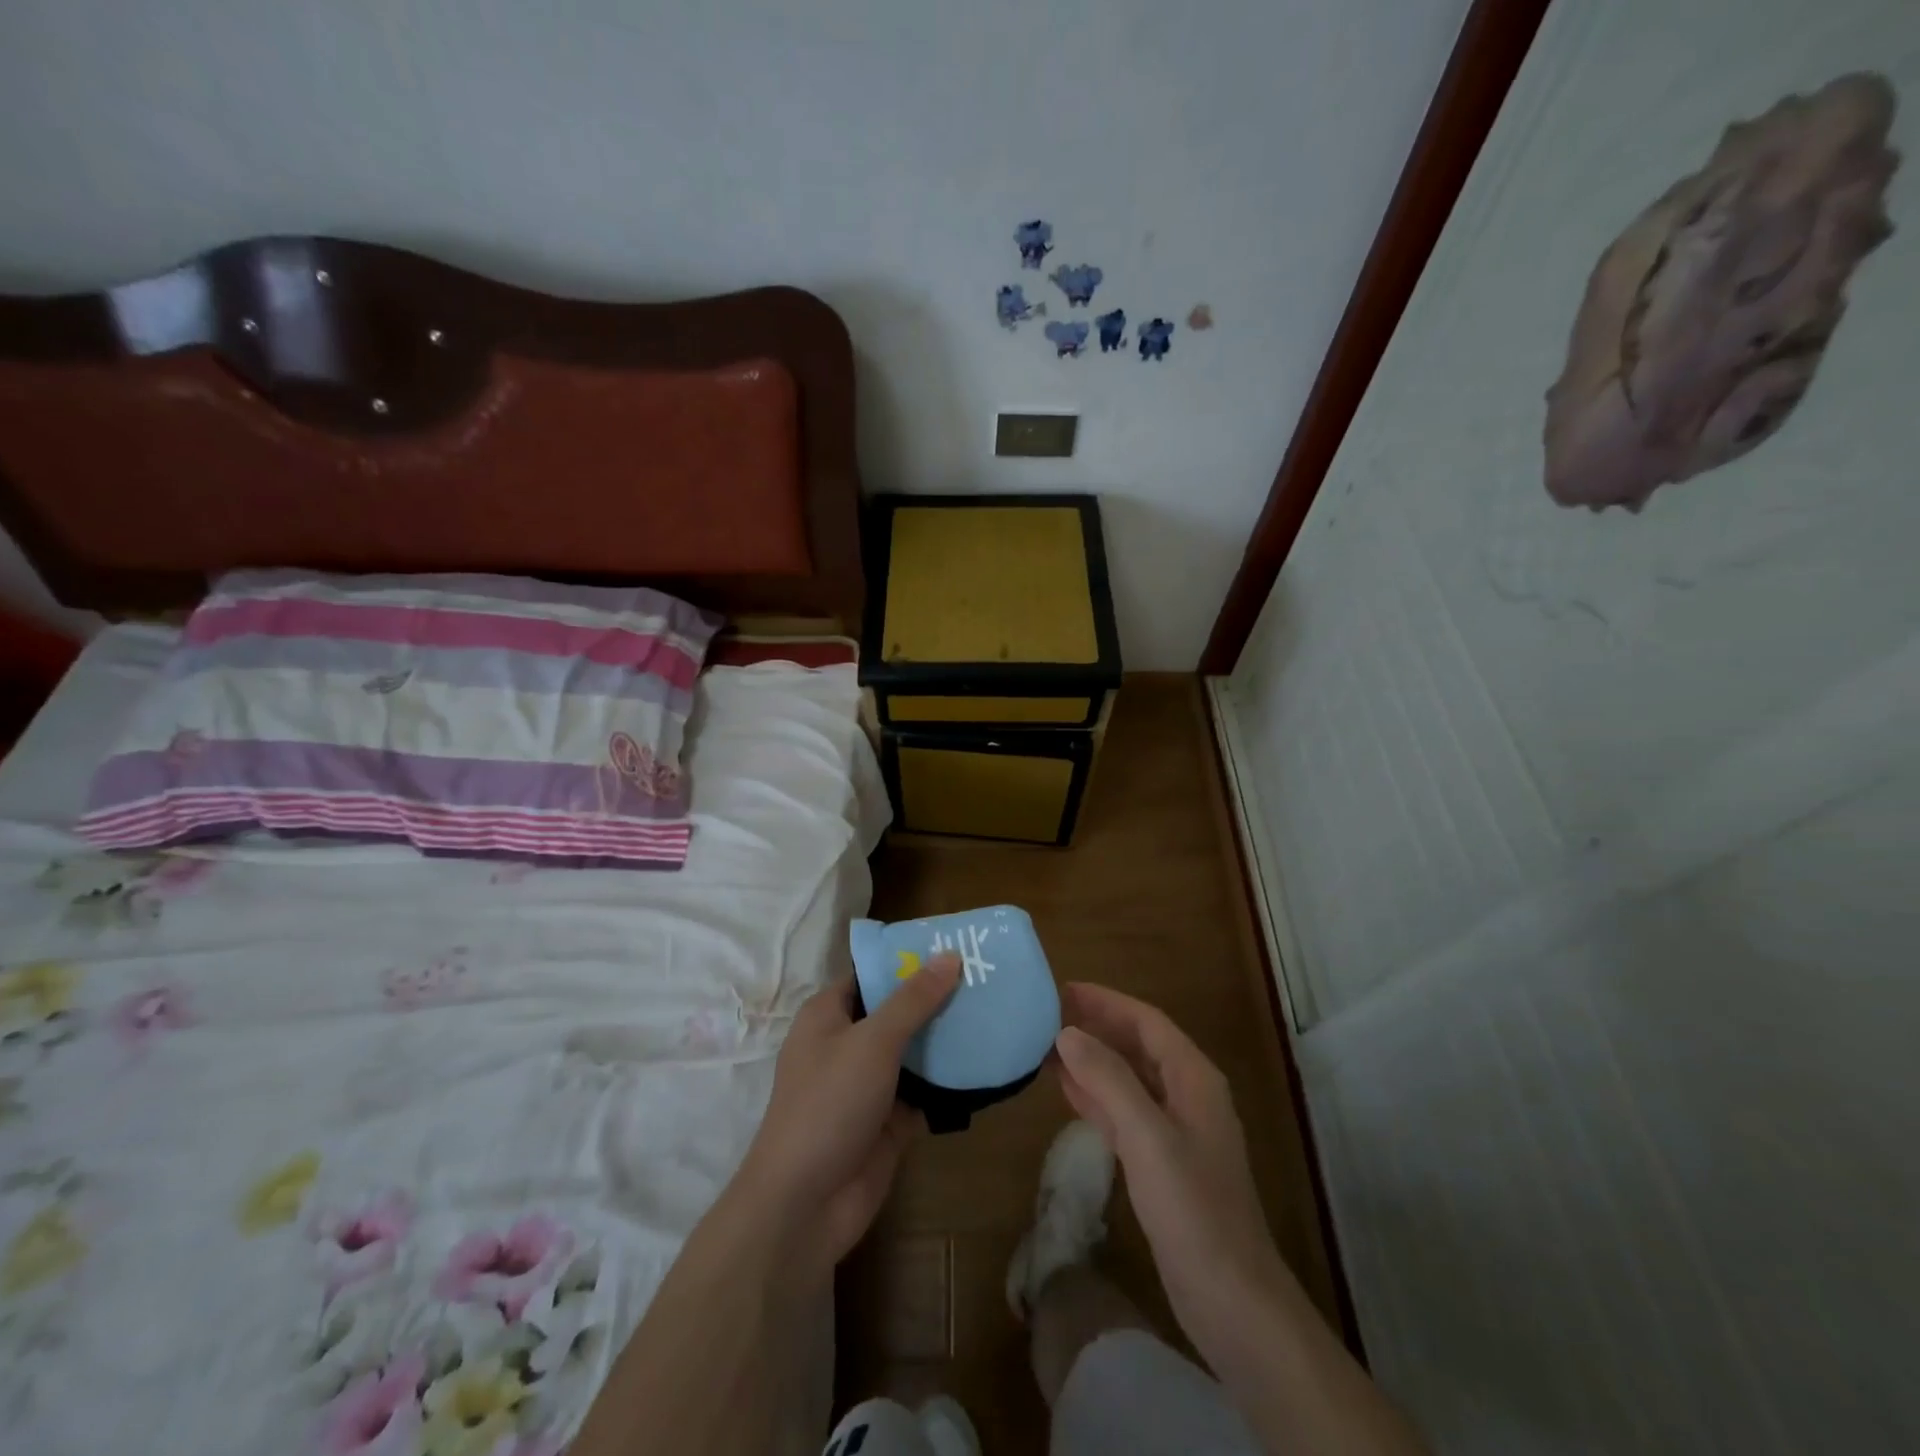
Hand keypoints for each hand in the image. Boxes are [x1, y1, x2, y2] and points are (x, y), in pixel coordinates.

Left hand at [735, 953, 961, 1280]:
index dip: (907, 960)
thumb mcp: (873, 1041)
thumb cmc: (829, 1104)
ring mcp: (868, 1084)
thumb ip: (913, 999)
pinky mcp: (888, 1121)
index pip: (871, 974)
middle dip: (936, 998)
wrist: (805, 1204)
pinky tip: (988, 1064)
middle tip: (986, 978)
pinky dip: (949, 1082)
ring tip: (996, 1013)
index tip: (953, 947)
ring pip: (913, 1052)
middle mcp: (847, 1044)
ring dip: (947, 1039)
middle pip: (897, 1011)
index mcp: (829, 1015)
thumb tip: (949, 955)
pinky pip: (924, 1091)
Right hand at [1054, 983, 1287, 1360]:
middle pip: (1138, 1046)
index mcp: (1194, 1079)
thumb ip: (1108, 1079)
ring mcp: (1176, 1131)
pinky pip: (1125, 1113)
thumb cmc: (1192, 1208)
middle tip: (1049, 1014)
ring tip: (1049, 1046)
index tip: (1064, 989)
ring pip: (1129, 1080)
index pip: (1147, 1022)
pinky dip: (1097, 1097)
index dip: (1107, 1001)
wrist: (1230, 1298)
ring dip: (1093, 1061)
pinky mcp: (1163, 1163)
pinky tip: (1067, 1090)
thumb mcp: (1146, 1136)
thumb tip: (1067, 1032)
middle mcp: (1187, 1095)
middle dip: (1098, 1027)